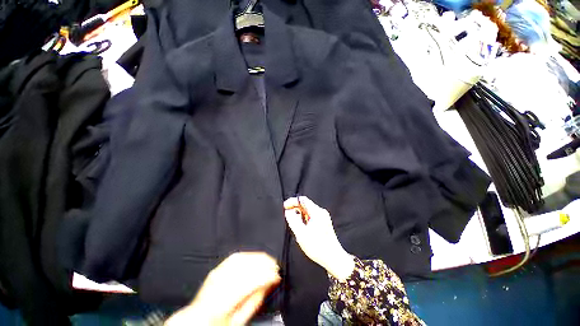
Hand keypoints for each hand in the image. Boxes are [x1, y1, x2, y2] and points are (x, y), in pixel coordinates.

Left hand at [165, 252, 280, 325]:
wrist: (196, 321)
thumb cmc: (217, 324)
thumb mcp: (238, 321)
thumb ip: (254, 302)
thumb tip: (268, 284)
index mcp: (222, 302)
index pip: (249, 283)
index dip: (266, 276)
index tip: (277, 275)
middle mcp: (218, 284)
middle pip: (246, 267)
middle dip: (264, 264)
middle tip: (276, 266)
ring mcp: (216, 274)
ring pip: (241, 259)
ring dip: (258, 257)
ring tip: (269, 259)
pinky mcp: (217, 269)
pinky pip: (234, 257)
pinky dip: (248, 255)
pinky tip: (255, 256)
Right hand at [284, 196, 354, 280]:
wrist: (333, 258)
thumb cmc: (317, 247)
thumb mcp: (301, 233)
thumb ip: (293, 220)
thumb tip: (288, 212)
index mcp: (316, 212)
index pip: (302, 200)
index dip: (292, 201)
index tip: (285, 206)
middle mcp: (321, 212)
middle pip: (306, 204)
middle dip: (295, 207)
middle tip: (287, 213)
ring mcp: (323, 217)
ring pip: (308, 210)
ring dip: (299, 213)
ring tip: (293, 221)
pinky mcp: (324, 223)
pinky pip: (312, 216)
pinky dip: (304, 218)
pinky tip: (301, 225)